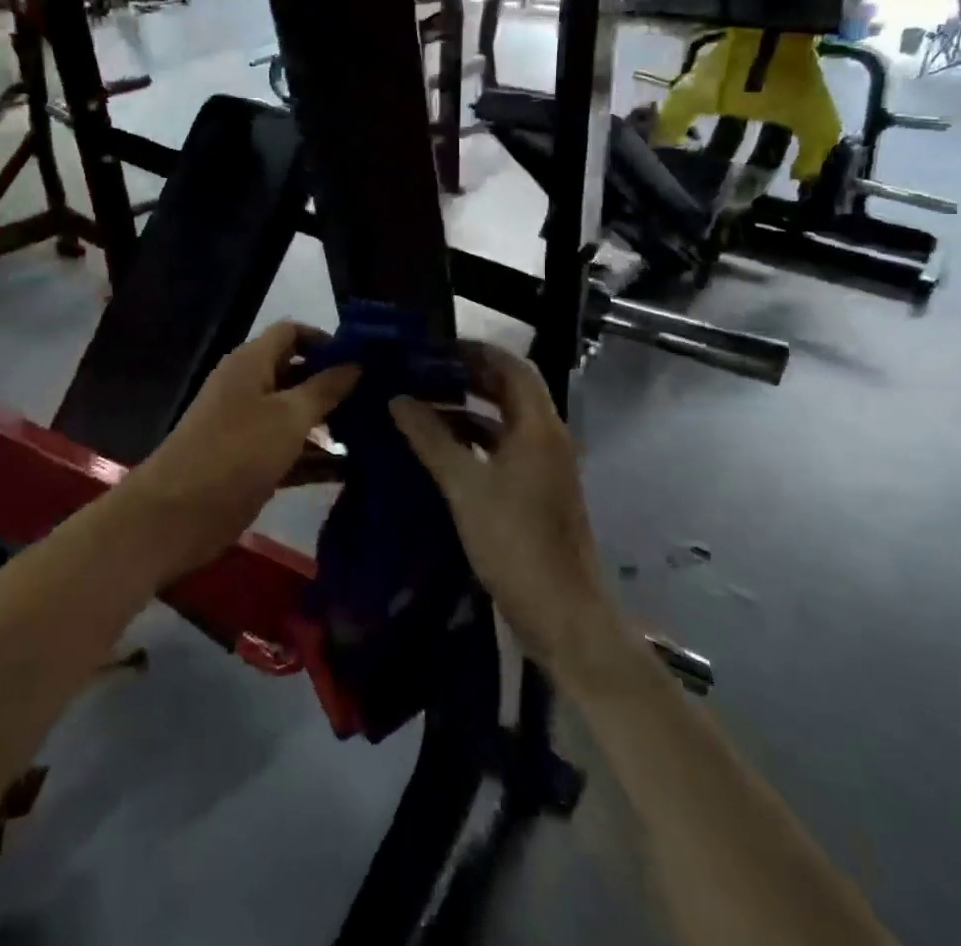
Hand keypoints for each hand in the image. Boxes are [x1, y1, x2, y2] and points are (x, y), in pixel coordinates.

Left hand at [123, 322, 358, 580]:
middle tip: (381, 399)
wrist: (176, 515)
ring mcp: (249, 428)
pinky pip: (291, 451)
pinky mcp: (252, 463)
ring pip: (297, 415)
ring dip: (330, 424)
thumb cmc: (236, 452)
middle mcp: (250, 388)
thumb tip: (357, 364)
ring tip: (377, 433)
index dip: (327, 340)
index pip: (292, 333)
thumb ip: (325, 389)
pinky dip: (316, 457)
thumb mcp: (289, 416)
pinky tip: (354, 469)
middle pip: (298, 374)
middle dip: (335, 385)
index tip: (365, 360)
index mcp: (251, 362)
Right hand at [389, 342, 611, 674]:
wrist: (562, 614)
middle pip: (510, 391)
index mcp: (538, 427)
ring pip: (506, 421)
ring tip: (424, 405)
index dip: (477, 351)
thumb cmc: (514, 542)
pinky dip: (476, 440)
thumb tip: (398, 399)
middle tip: (424, 371)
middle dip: (469, 377)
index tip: (437, 346)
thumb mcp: (464, 487)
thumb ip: (431, 439)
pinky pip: (505, 448)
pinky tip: (442, 449)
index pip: (512, 367)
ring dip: (470, 409)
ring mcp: (546, 466)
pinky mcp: (539, 491)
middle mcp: (548, 437)